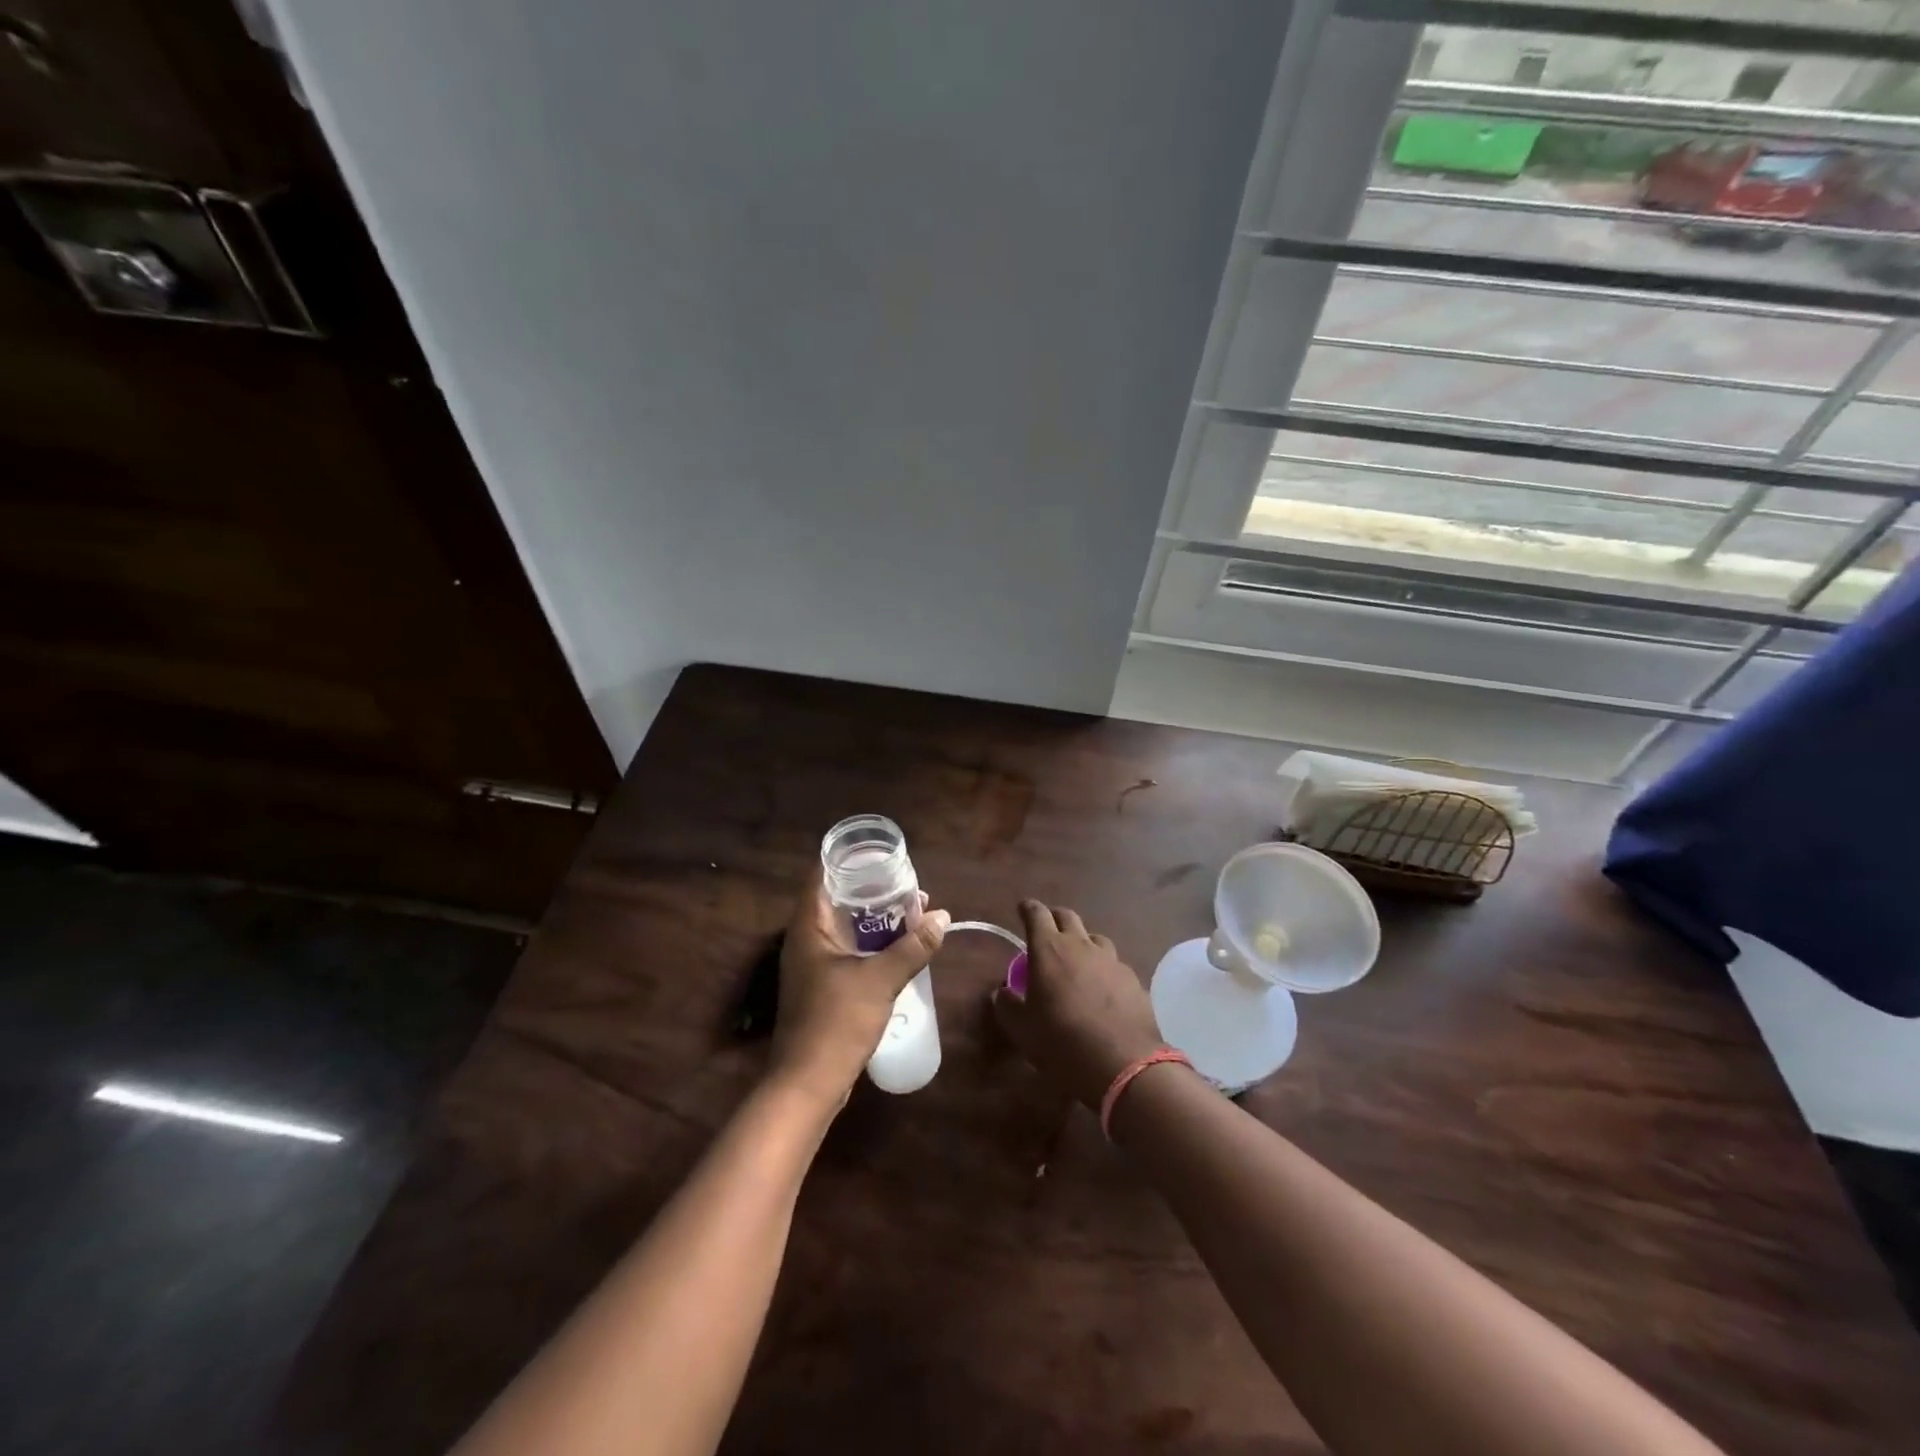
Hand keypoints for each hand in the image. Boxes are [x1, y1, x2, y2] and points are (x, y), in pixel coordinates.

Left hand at [769, 871, 949, 1107]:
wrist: (808, 1084)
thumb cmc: (837, 1023)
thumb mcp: (881, 980)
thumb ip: (912, 947)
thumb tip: (942, 916)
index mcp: (809, 928)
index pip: (822, 876)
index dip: (849, 860)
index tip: (880, 853)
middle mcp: (806, 940)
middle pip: (837, 900)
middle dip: (871, 890)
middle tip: (905, 881)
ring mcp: (812, 965)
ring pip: (845, 928)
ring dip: (875, 919)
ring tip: (910, 910)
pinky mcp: (823, 987)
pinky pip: (848, 952)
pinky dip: (871, 944)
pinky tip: (899, 947)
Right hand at [991, 901, 1163, 1108]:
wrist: (1122, 1064)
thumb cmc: (1061, 1042)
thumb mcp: (1022, 1029)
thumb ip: (1008, 1006)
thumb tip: (1003, 993)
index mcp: (1049, 949)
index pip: (1036, 914)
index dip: (1028, 908)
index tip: (1023, 909)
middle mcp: (1081, 946)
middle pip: (1068, 917)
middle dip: (1055, 918)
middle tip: (1048, 931)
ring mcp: (1111, 961)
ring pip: (1095, 938)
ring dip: (1083, 942)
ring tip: (1078, 960)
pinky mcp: (1133, 980)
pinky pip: (1115, 965)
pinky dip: (1105, 970)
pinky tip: (1104, 990)